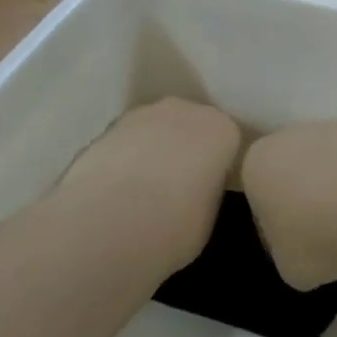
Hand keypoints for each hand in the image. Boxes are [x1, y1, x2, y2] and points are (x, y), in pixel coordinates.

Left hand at [55, 99, 241, 270]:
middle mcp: (186, 110)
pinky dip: (125, 157)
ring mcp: (144, 114)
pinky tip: (116, 189)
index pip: (227, 141)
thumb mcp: (209, 218)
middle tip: (176, 188)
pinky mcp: (108, 126)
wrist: (109, 222)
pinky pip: (128, 140)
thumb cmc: (175, 226)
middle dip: (186, 149)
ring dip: (153, 150)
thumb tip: (196, 189)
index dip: (217, 166)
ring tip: (140, 190)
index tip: (208, 189)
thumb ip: (208, 191)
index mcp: (221, 130)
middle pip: (192, 126)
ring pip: (157, 129)